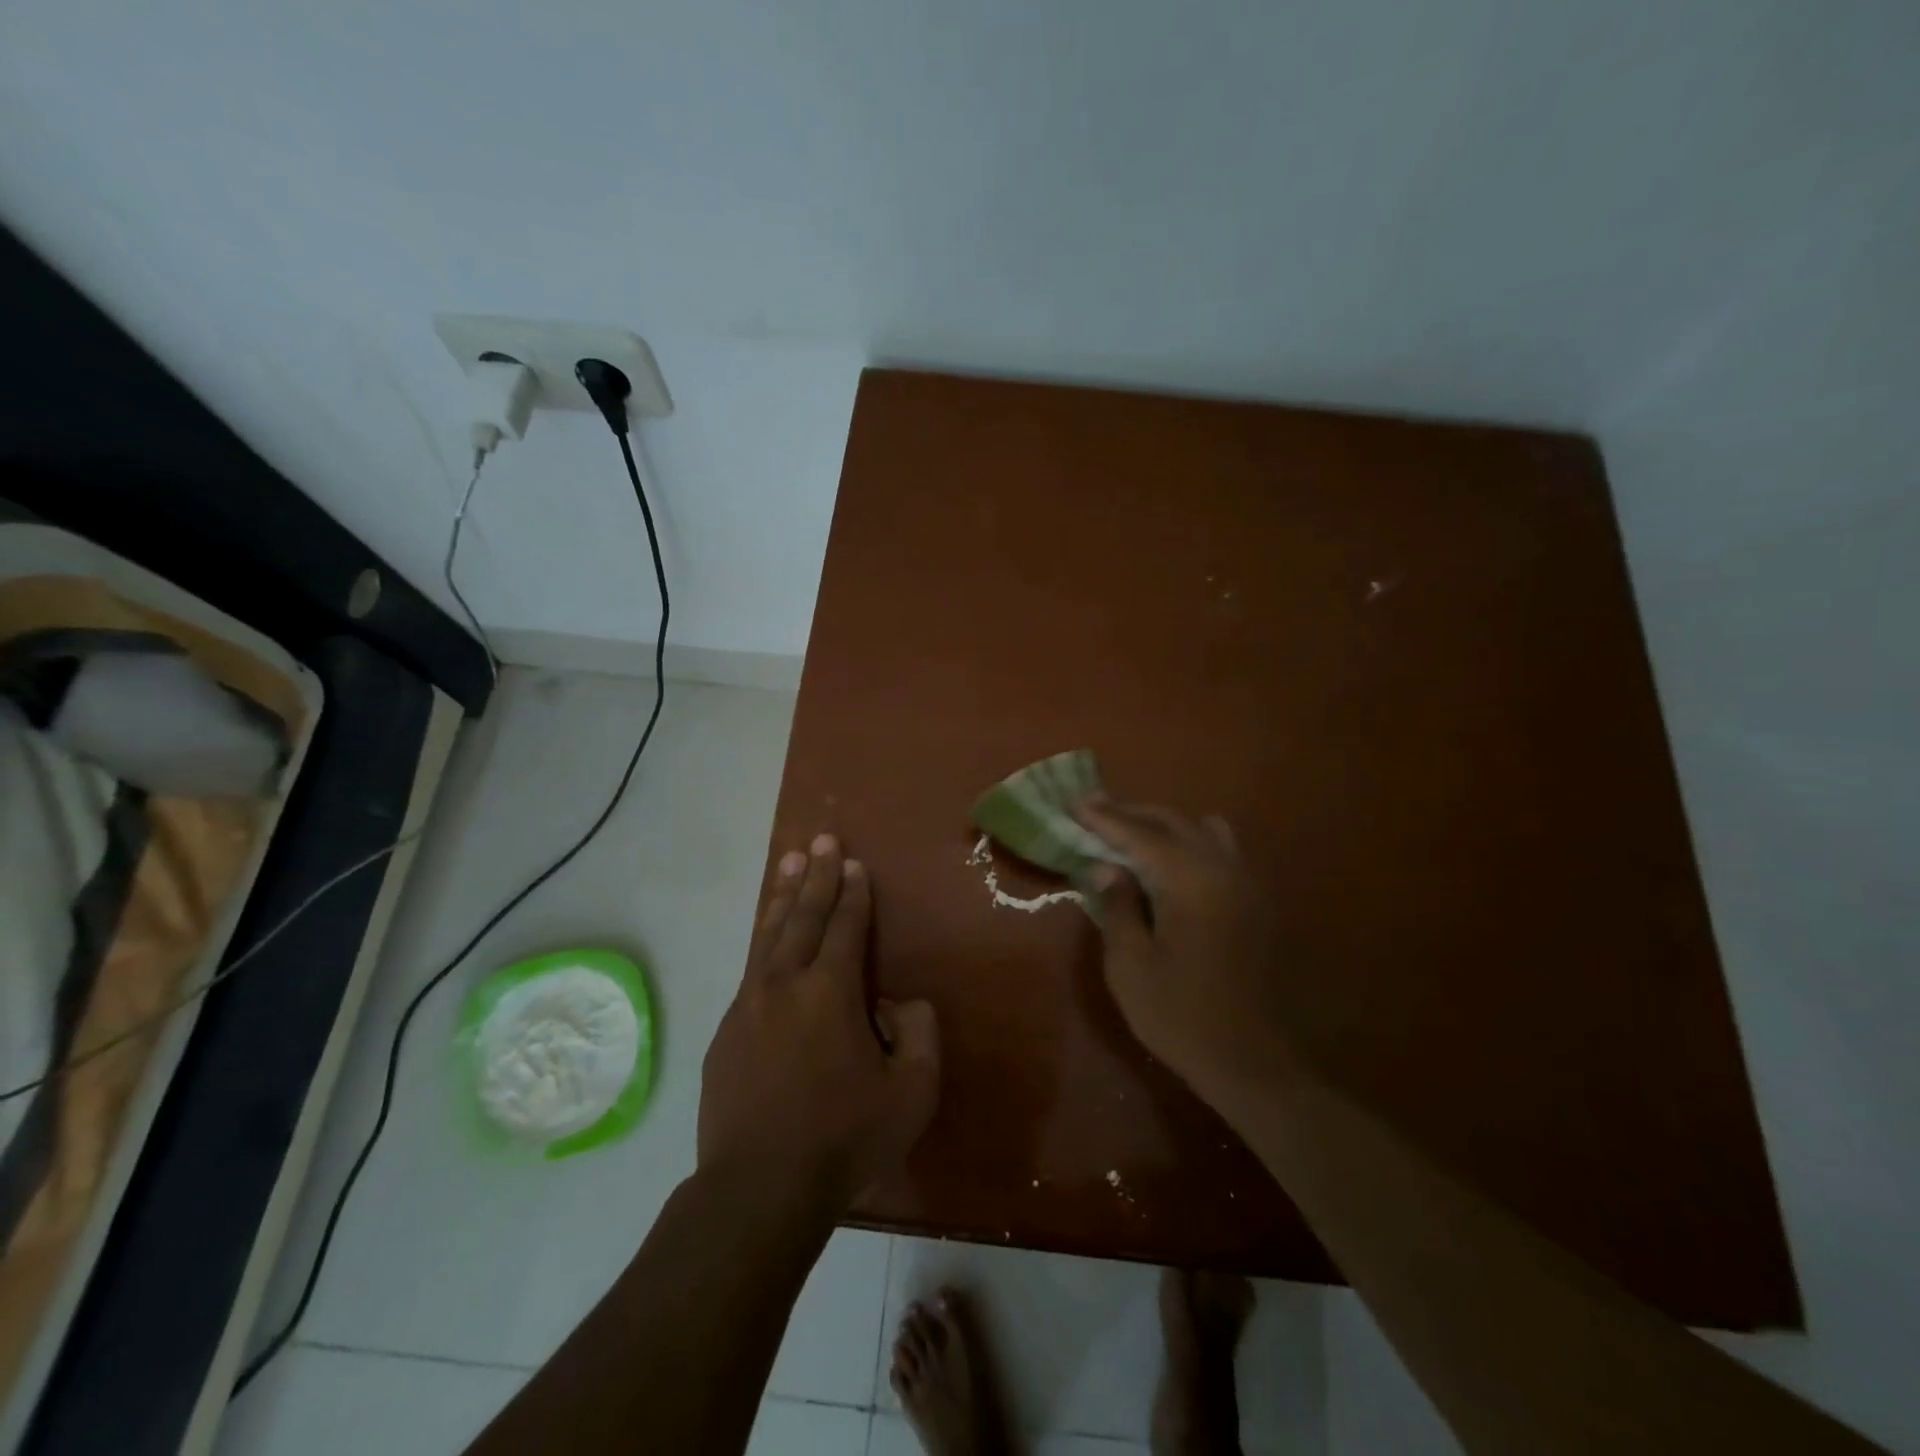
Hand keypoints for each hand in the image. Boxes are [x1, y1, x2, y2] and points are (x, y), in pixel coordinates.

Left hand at [698, 834, 940, 1214]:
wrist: (758, 1189)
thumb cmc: (844, 1138)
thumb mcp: (912, 1091)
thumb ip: (919, 1033)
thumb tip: (897, 1003)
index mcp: (830, 990)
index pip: (845, 926)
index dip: (852, 892)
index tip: (852, 863)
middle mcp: (785, 983)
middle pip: (802, 916)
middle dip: (815, 876)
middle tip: (819, 840)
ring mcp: (748, 1006)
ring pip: (768, 936)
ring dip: (782, 897)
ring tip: (787, 862)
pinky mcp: (725, 1034)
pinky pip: (750, 972)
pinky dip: (763, 943)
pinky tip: (767, 941)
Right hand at [1075, 799, 1303, 1106]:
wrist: (1252, 1062)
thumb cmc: (1180, 1015)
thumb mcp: (1130, 964)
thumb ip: (1118, 906)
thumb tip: (1106, 867)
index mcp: (1192, 880)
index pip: (1140, 834)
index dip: (1104, 818)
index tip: (1074, 801)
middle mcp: (1224, 870)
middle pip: (1174, 822)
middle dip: (1132, 814)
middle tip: (1095, 810)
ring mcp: (1246, 885)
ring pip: (1204, 831)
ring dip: (1165, 825)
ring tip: (1132, 834)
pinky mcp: (1256, 904)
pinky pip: (1221, 853)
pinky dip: (1190, 844)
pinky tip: (1170, 867)